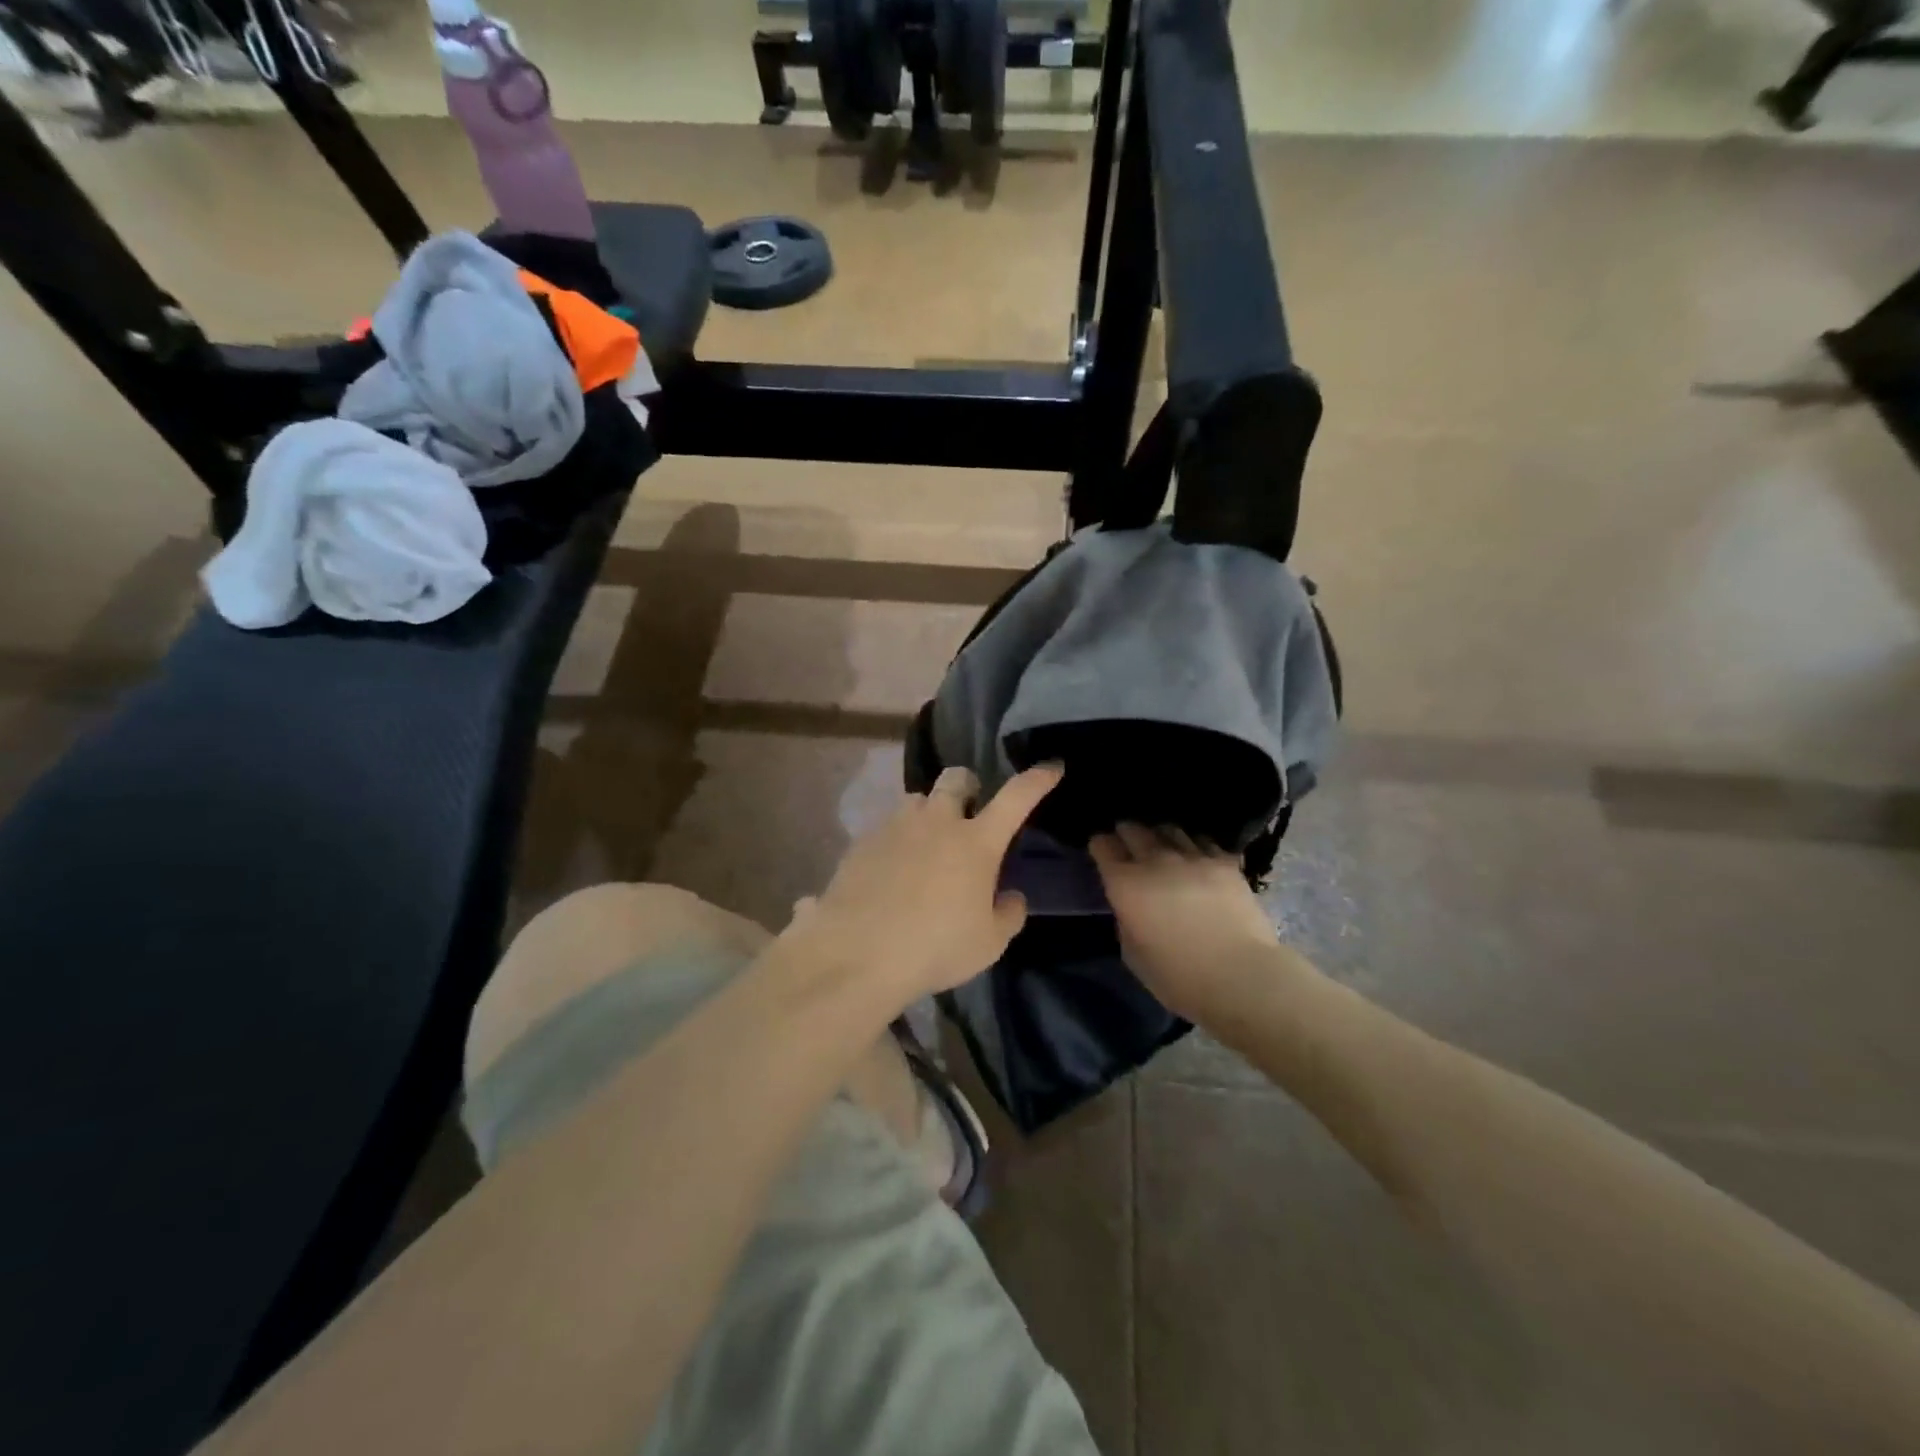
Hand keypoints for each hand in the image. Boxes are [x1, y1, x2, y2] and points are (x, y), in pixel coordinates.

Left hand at [794, 764, 1063, 1003]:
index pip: (1016, 797)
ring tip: (927, 841)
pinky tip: (892, 870)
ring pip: (917, 799)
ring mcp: (896, 827)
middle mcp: (937, 822)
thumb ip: (1008, 915)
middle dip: (968, 786)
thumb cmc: (934, 948)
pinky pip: (887, 826)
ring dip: (929, 812)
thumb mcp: (988, 944)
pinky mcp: (863, 841)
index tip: (1052, 766)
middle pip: (956, 778)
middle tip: (970, 809)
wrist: (857, 954)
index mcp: (976, 842)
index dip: (1037, 779)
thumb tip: (1011, 896)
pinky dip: (898, 839)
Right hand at [1090, 824, 1279, 1021]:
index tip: (1103, 854)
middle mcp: (1155, 860)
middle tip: (1129, 845)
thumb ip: (1126, 920)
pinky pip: (1202, 841)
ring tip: (1164, 848)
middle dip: (1127, 834)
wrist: (1241, 977)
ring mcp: (1192, 857)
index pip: (1103, 845)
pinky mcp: (1225, 862)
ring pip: (1169, 829)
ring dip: (1160, 837)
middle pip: (1133, 829)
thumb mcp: (1133, 954)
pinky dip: (1194, 846)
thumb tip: (1132, 906)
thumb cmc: (1179, 977)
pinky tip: (1197, 858)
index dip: (1100, 847)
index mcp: (1125, 884)